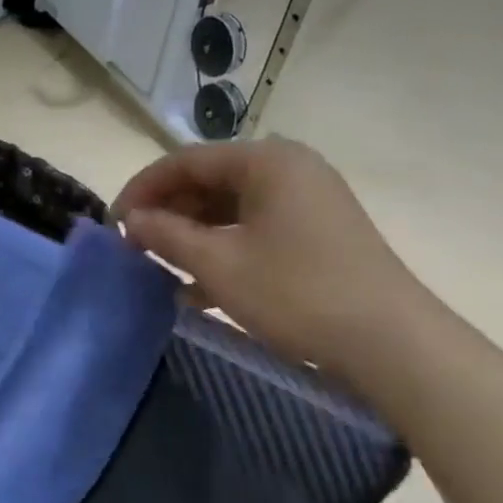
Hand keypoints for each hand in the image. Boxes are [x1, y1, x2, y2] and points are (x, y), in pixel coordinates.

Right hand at [113, 137, 434, 379]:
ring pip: (228, 209)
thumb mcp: (218, 264)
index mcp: (266, 161)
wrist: (389, 342)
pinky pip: (252, 230)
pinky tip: (195, 288)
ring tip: (158, 267)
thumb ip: (165, 235)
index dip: (142, 189)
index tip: (113, 224)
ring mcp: (305, 201)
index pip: (185, 161)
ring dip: (189, 235)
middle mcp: (288, 169)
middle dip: (166, 213)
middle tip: (133, 247)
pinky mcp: (314, 233)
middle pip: (208, 181)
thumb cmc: (295, 292)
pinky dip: (220, 250)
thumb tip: (130, 221)